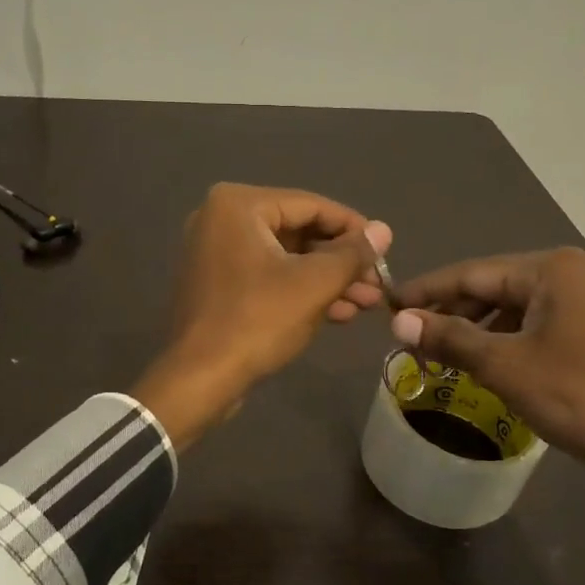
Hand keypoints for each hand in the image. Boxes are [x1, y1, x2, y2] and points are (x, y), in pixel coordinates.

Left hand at [133, 184, 391, 448]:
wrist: (199, 379)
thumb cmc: (257, 321)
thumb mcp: (314, 284)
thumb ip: (352, 254)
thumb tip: (384, 230)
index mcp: (239, 205)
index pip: (312, 205)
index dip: (354, 228)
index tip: (386, 250)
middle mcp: (221, 219)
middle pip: (299, 232)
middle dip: (342, 261)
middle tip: (379, 284)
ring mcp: (215, 254)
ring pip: (286, 259)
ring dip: (328, 281)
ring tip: (368, 303)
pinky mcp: (217, 286)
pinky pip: (268, 278)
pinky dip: (300, 292)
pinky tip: (338, 313)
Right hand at [389, 247, 584, 474]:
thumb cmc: (575, 396)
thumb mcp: (503, 365)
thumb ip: (448, 337)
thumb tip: (397, 321)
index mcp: (551, 269)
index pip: (472, 273)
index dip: (426, 290)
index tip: (388, 303)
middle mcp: (571, 274)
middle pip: (493, 287)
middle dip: (451, 311)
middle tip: (409, 335)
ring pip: (513, 308)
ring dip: (475, 329)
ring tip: (439, 353)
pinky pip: (534, 325)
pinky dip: (503, 341)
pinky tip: (482, 362)